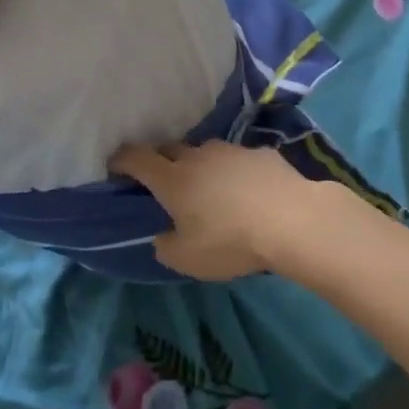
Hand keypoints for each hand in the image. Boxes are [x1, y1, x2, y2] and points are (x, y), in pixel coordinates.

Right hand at [109, 140, 350, 280]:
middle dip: (160, 161)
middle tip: (163, 182)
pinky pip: (236, 159)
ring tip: (209, 189)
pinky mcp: (259, 152)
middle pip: (169, 148)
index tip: (116, 167)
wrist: (292, 219)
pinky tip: (246, 192)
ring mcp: (230, 150)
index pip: (136, 157)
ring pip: (204, 152)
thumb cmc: (231, 241)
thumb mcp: (187, 259)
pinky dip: (232, 171)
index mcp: (172, 179)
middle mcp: (197, 155)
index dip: (122, 160)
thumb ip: (165, 246)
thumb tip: (162, 235)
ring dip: (199, 165)